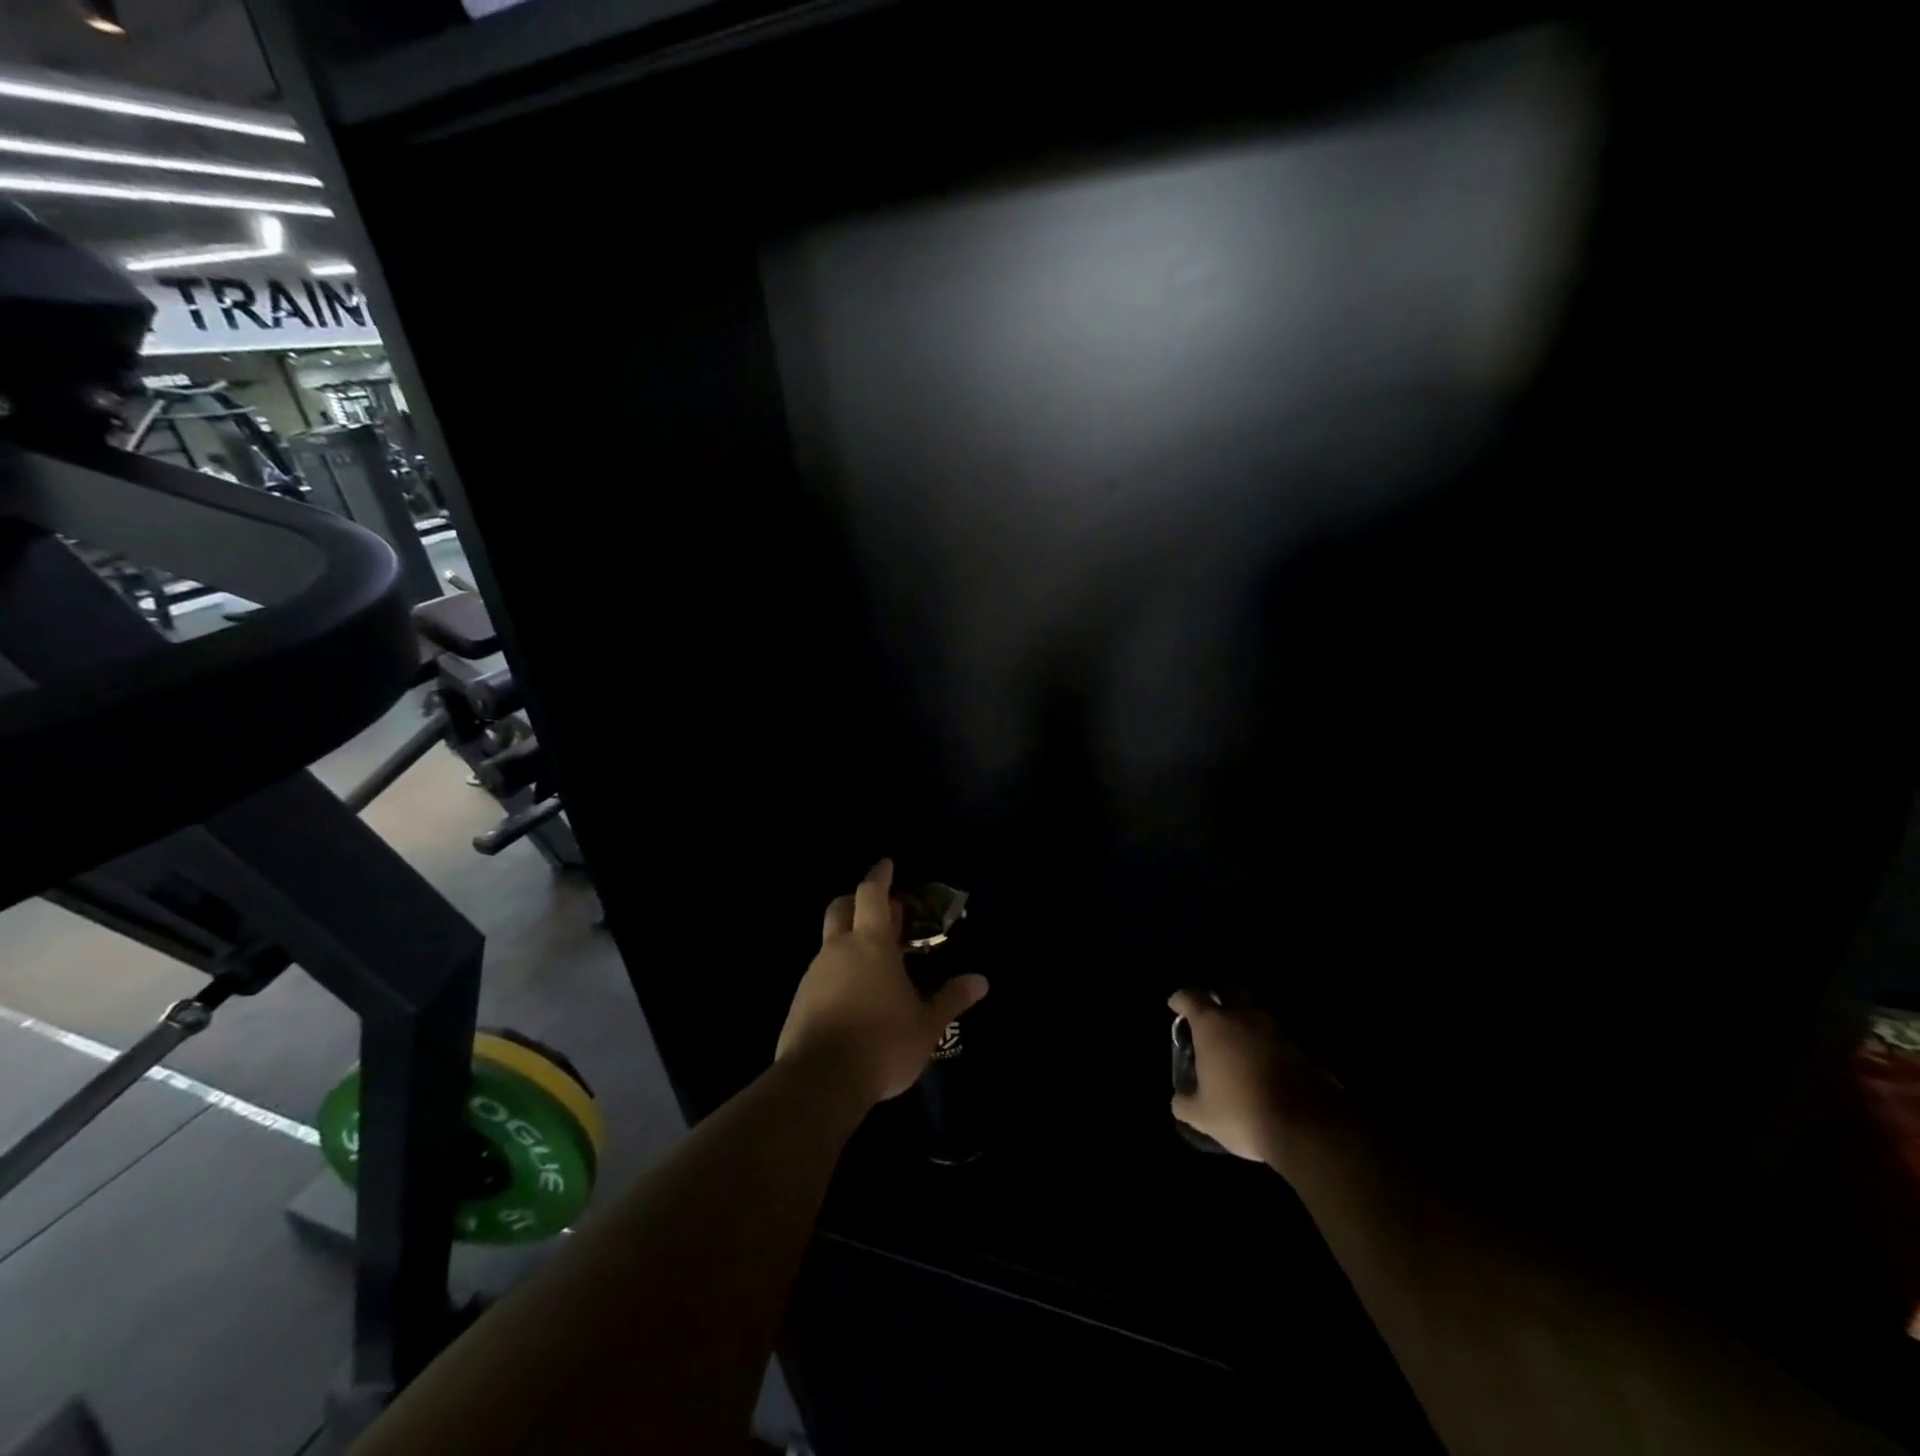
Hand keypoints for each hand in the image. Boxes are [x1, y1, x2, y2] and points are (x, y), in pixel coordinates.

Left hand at [776, 860, 989, 1107]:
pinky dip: (837, 972)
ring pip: (829, 942)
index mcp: (872, 944)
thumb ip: (951, 999)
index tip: (887, 864)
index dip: (880, 876)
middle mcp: (839, 949)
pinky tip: (852, 998)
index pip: (871, 894)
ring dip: (848, 941)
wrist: (820, 1082)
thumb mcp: (927, 1025)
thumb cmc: (882, 1043)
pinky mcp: (799, 1000)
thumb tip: (981, 981)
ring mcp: (814, 974)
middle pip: (841, 907)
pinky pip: (820, 974)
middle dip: (858, 901)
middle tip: (879, 911)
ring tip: (872, 964)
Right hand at [1168, 989, 1343, 1167]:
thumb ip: (1184, 1103)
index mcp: (1212, 1024)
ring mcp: (1277, 1026)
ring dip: (1246, 1018)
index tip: (1175, 1005)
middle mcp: (1243, 1015)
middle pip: (1227, 990)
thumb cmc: (1243, 1112)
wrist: (1307, 1125)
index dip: (1180, 999)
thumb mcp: (1203, 1116)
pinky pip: (1280, 1033)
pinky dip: (1270, 1040)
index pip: (1190, 997)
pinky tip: (1267, 1059)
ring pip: (1256, 1010)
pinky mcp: (1303, 1044)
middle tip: (1210, 1011)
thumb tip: (1179, 1100)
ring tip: (1240, 1038)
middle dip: (1217, 995)